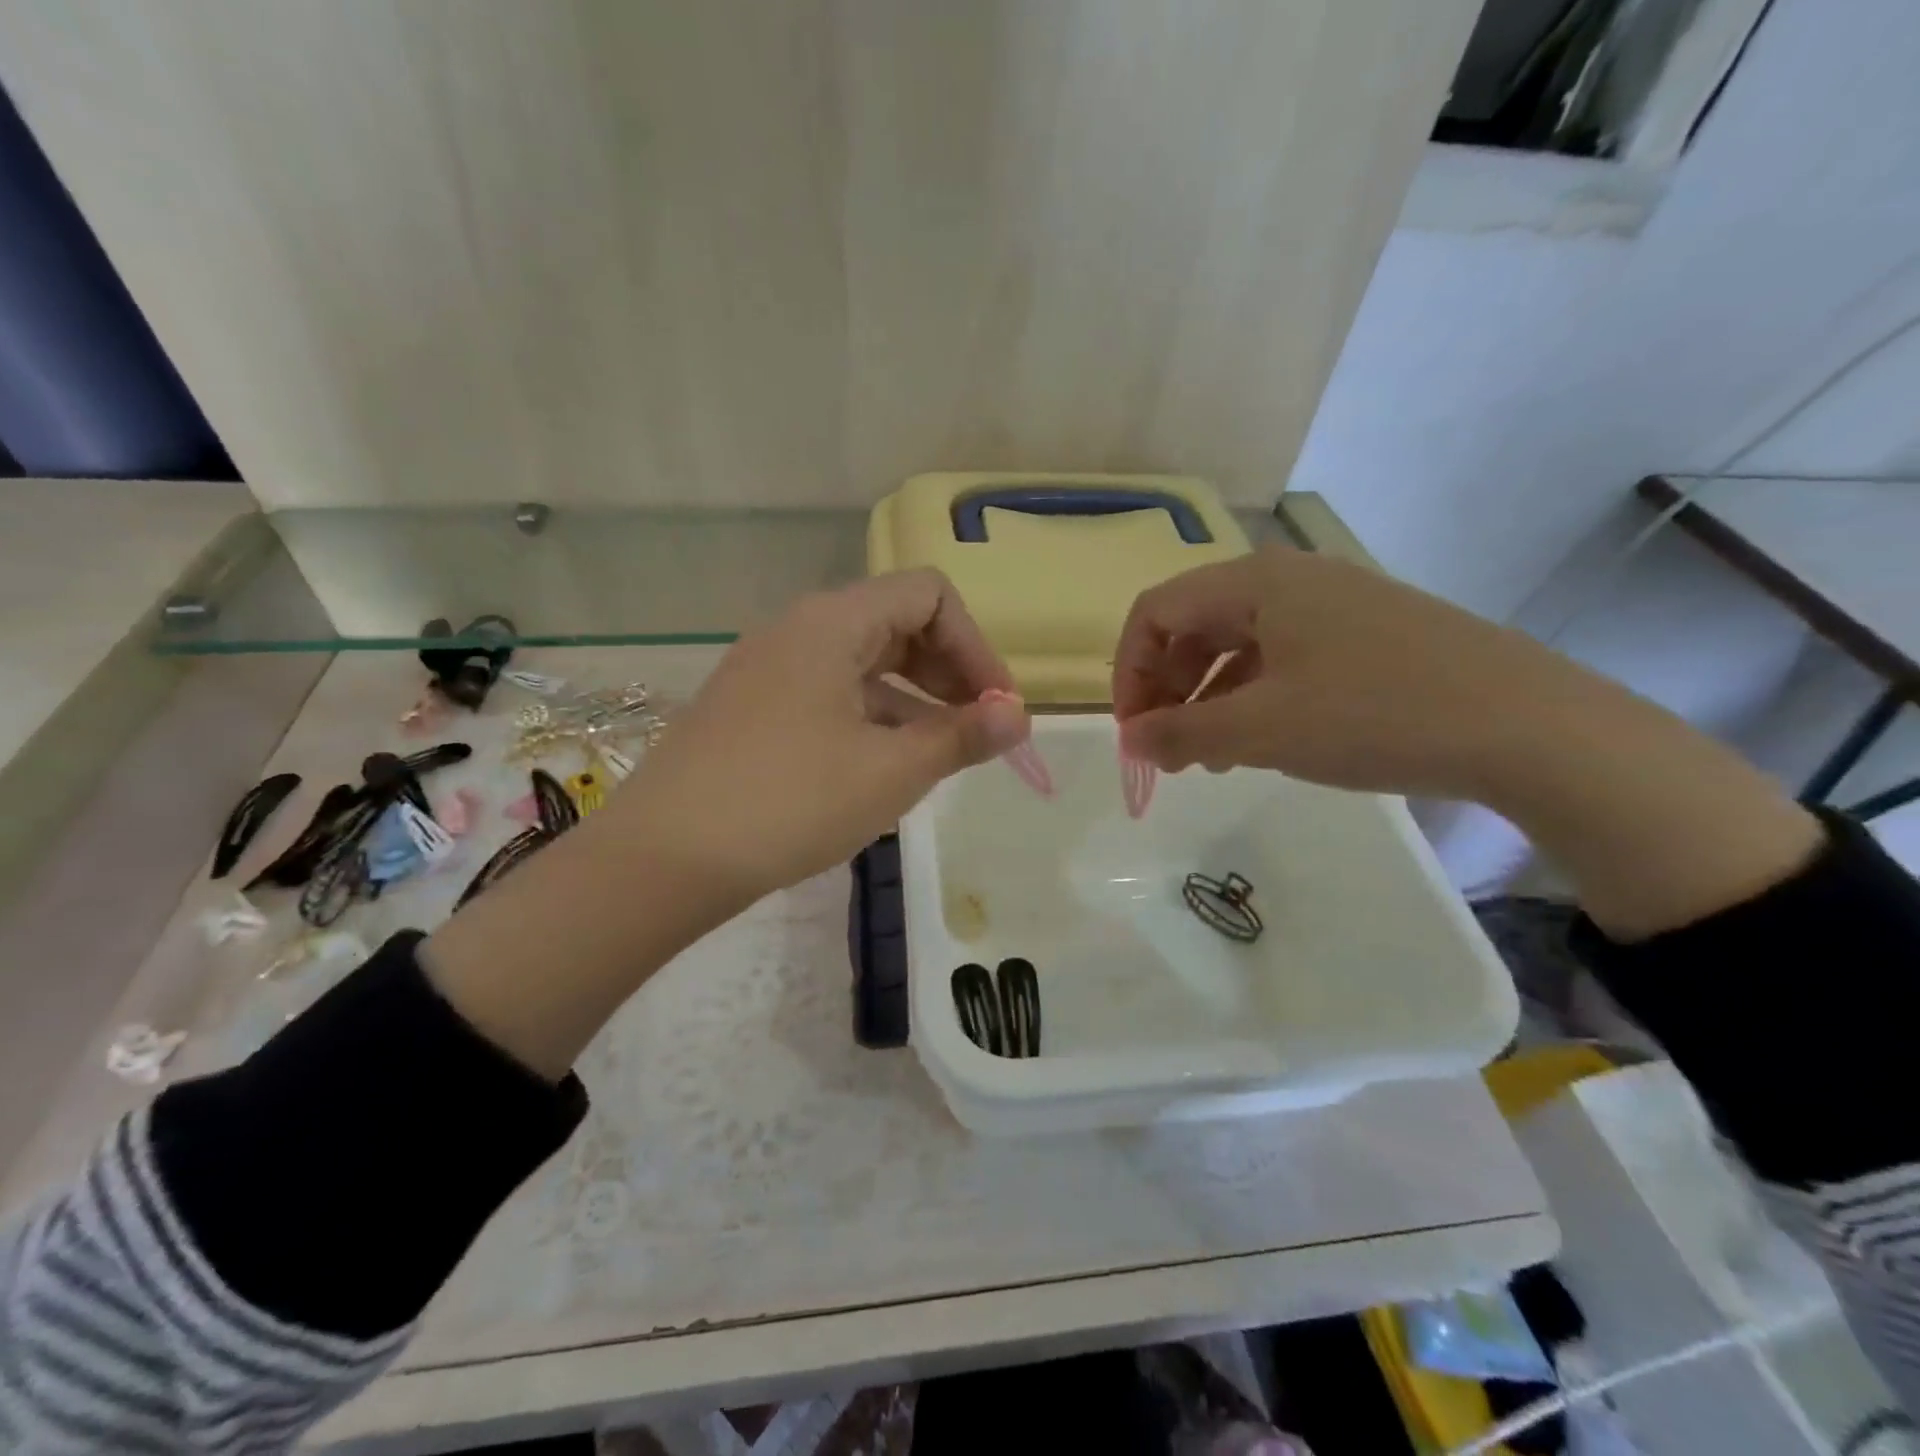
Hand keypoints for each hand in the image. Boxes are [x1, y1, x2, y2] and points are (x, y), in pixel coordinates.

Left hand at [610, 569, 1028, 903]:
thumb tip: (1019, 715)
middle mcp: (798, 629)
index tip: (997, 708)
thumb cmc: (788, 802)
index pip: (929, 595)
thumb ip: (961, 735)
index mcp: (832, 622)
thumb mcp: (890, 771)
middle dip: (949, 672)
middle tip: (976, 729)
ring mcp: (768, 668)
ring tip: (940, 756)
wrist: (661, 860)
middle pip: (896, 623)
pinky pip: (830, 693)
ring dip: (913, 699)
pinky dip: (871, 717)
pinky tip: (884, 766)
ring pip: (863, 663)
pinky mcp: (752, 708)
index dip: (976, 645)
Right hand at [1112, 545, 1555, 797]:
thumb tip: (1131, 740)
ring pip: (1239, 646)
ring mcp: (1334, 604)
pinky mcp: (1367, 634)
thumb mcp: (1259, 729)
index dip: (1128, 671)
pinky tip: (1261, 743)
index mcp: (1254, 582)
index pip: (1155, 612)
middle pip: (1194, 625)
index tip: (1133, 732)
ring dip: (1208, 699)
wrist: (1528, 726)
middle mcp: (1289, 579)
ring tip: (1209, 757)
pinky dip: (1254, 698)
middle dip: (1168, 689)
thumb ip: (1180, 731)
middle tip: (1168, 750)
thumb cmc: (1372, 714)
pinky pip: (1283, 659)